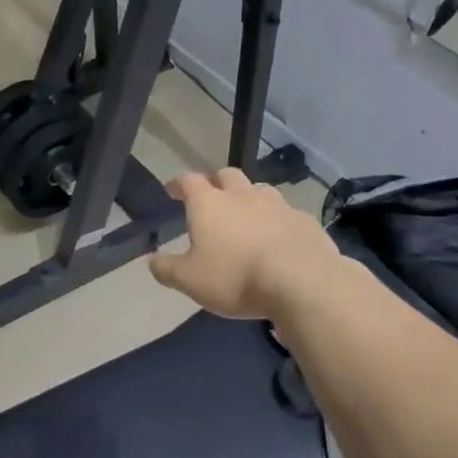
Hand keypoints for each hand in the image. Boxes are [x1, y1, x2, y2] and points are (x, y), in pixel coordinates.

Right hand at [149, 168, 338, 319]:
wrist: (302, 282)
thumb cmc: (236, 277)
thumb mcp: (189, 280)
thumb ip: (167, 269)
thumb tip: (152, 260)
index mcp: (209, 204)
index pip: (189, 180)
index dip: (178, 183)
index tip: (172, 190)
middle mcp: (242, 195)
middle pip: (226, 176)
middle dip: (216, 183)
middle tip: (211, 199)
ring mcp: (277, 205)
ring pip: (259, 189)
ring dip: (248, 197)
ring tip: (246, 216)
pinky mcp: (305, 220)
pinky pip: (286, 213)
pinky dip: (277, 220)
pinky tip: (278, 238)